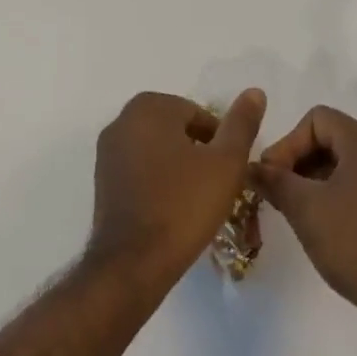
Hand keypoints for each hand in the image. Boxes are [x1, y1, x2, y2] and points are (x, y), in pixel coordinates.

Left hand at [87, 90, 265, 289]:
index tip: (229, 171)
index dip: (219, 142)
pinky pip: (139, 169)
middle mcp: (122, 121)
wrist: (133, 264)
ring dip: (179, 166)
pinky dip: (158, 181)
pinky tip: (172, 209)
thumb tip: (255, 91)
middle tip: (216, 185)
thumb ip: (242, 124)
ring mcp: (107, 151)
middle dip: (198, 152)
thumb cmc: (184, 206)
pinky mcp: (101, 180)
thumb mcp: (226, 162)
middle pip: (176, 129)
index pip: (198, 114)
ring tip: (197, 199)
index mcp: (149, 107)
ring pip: (157, 149)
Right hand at [254, 105, 356, 337]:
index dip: (288, 143)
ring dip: (316, 178)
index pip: (317, 119)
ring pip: (346, 161)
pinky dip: (337, 191)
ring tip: (295, 208)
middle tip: (277, 192)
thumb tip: (251, 168)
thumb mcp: (305, 208)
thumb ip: (274, 181)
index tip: (272, 175)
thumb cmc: (354, 241)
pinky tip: (322, 221)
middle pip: (332, 137)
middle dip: (299, 161)